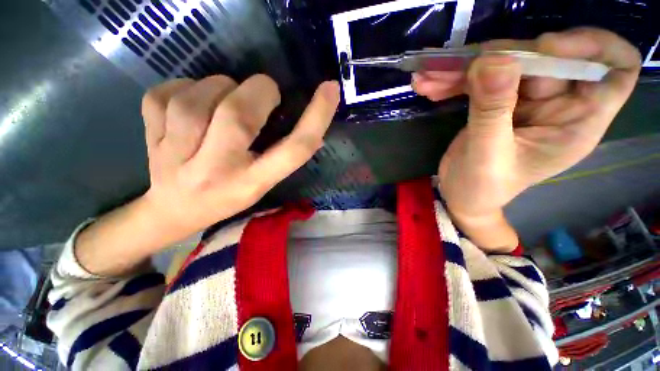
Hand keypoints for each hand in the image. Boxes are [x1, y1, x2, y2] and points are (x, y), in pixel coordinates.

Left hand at [141, 74, 339, 239]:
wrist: (174, 211)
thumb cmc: (229, 197)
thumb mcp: (265, 182)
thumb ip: (287, 156)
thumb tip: (314, 131)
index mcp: (253, 182)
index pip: (294, 149)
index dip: (317, 118)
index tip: (330, 91)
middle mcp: (217, 170)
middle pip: (239, 114)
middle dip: (258, 90)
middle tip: (262, 94)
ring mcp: (176, 153)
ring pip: (201, 96)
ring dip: (220, 87)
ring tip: (222, 102)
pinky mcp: (149, 134)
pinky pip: (169, 91)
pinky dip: (186, 87)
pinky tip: (190, 106)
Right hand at [412, 28, 640, 249]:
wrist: (462, 195)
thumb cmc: (481, 187)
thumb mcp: (487, 155)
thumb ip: (492, 111)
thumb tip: (492, 60)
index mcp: (578, 122)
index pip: (616, 68)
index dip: (590, 46)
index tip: (545, 47)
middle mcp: (559, 104)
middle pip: (546, 58)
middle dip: (500, 56)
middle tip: (457, 66)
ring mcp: (526, 101)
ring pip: (505, 64)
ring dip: (463, 69)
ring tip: (428, 79)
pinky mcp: (498, 101)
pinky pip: (479, 79)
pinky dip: (453, 81)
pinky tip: (428, 86)